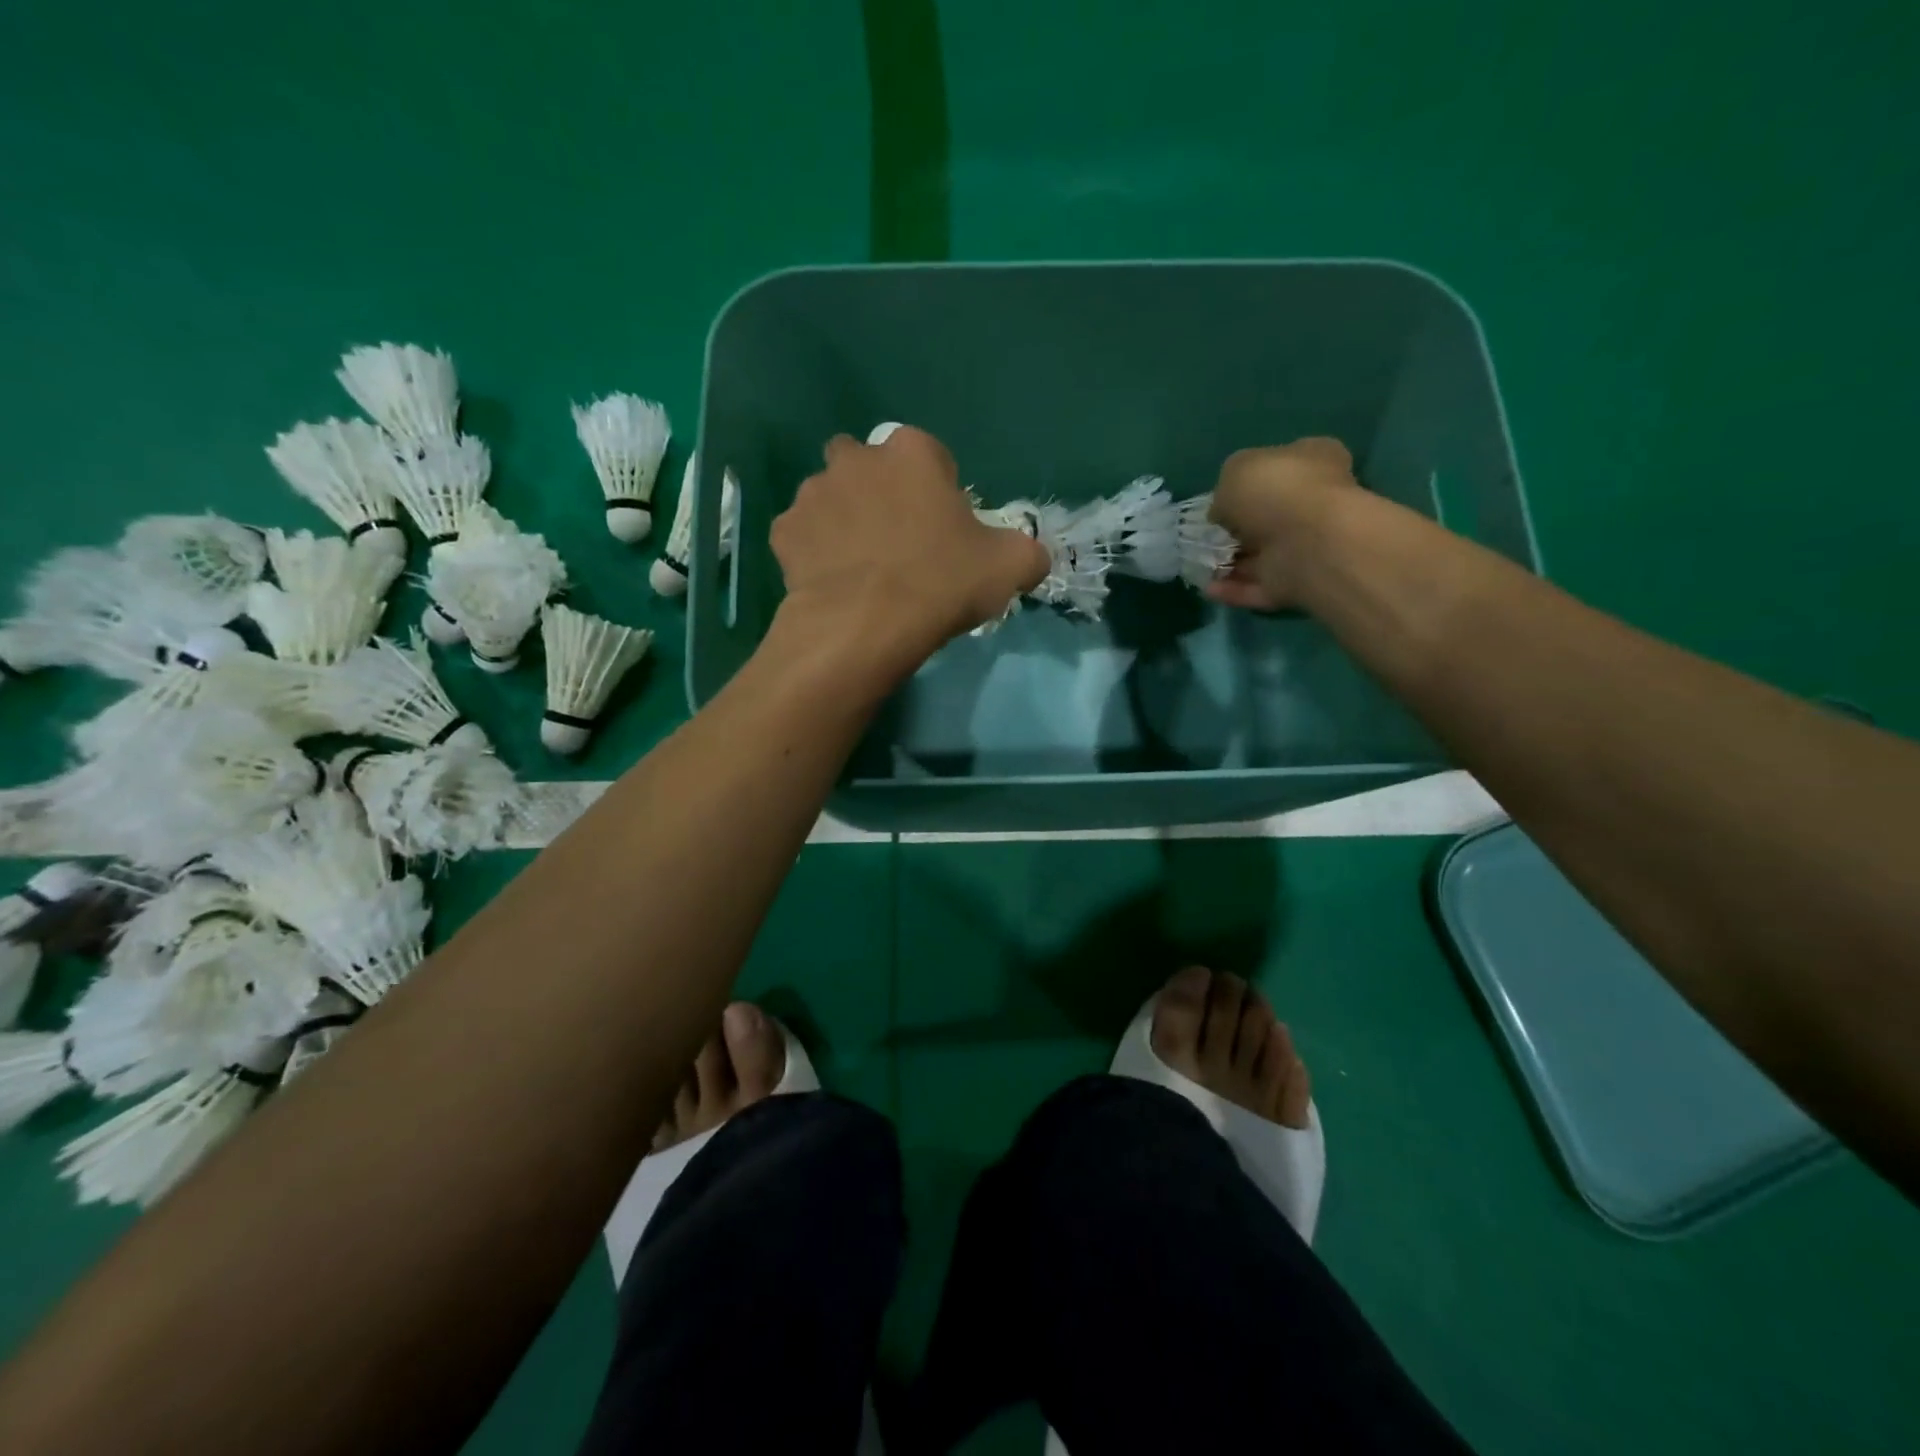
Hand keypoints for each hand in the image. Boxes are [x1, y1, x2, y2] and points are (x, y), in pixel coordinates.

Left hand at [769, 427, 1048, 680]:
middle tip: (898, 541)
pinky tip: (832, 582)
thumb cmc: (941, 583)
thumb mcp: (1010, 567)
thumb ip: (1027, 551)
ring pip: (831, 497)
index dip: (939, 492)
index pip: (931, 457)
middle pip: (870, 467)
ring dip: (844, 519)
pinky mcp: (784, 532)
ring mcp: (813, 493)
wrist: (865, 626)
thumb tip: (1031, 557)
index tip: (944, 530)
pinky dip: (814, 552)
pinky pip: (803, 535)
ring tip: (861, 567)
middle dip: (880, 492)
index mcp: (913, 452)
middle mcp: (857, 458)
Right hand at [1205, 438, 1360, 610]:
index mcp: (1313, 461)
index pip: (1281, 464)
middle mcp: (1314, 502)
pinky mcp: (1297, 583)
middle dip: (1237, 527)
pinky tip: (1210, 588)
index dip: (1249, 480)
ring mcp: (1308, 545)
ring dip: (1231, 562)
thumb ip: (1226, 488)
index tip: (1221, 497)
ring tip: (1200, 564)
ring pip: (1262, 555)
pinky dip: (1234, 589)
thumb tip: (1223, 512)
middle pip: (1269, 515)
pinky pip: (1259, 586)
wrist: (1308, 543)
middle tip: (1207, 534)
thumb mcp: (1236, 469)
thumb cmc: (1275, 491)